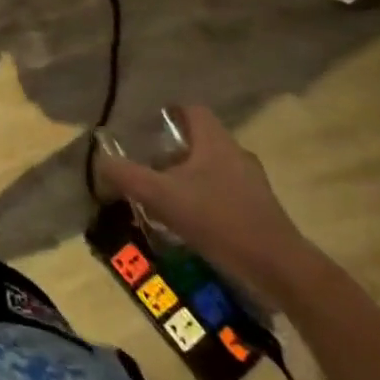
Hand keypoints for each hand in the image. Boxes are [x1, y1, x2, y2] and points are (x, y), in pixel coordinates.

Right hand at [95, 106, 315, 305]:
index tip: (145, 129)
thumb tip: (100, 162)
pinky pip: (225, 194)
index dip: (168, 114)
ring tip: (164, 198)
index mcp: (215, 142)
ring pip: (212, 169)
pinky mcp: (260, 211)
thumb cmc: (218, 219)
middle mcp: (237, 155)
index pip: (191, 110)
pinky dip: (205, 201)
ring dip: (188, 179)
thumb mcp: (161, 196)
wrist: (279, 269)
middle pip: (199, 141)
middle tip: (148, 167)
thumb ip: (126, 176)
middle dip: (172, 152)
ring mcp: (253, 184)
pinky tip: (190, 223)